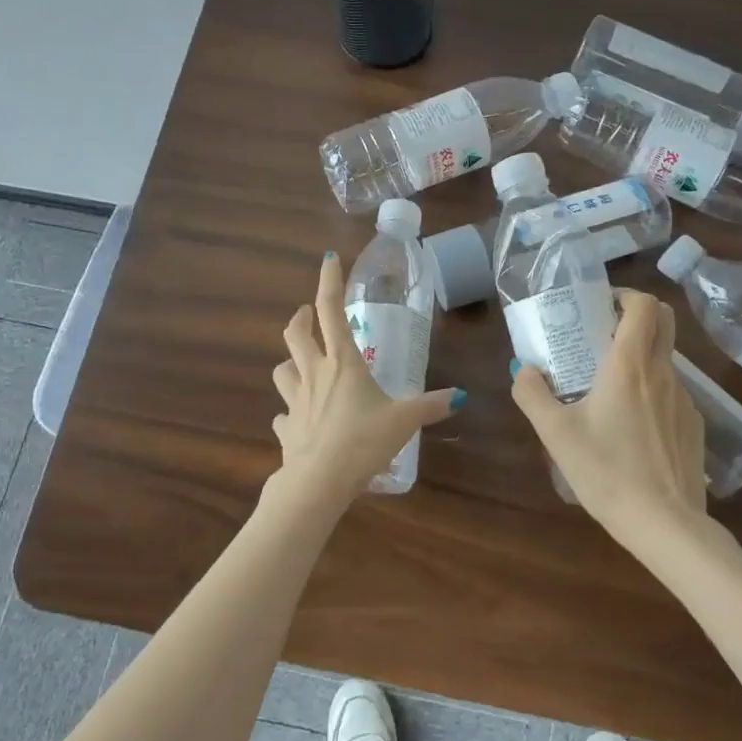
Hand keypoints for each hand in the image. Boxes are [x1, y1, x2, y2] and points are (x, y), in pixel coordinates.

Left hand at [270, 252, 462, 500]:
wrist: (318, 482)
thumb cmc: (362, 442)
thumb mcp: (403, 421)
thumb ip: (430, 406)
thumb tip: (459, 396)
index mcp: (343, 363)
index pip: (331, 310)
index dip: (329, 281)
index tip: (328, 259)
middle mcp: (314, 374)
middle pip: (295, 334)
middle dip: (300, 317)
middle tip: (305, 313)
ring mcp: (295, 401)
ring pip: (282, 369)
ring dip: (289, 361)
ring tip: (299, 363)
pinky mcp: (286, 428)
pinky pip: (283, 414)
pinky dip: (289, 411)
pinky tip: (297, 418)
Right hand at [511, 289, 711, 555]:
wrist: (665, 524)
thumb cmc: (606, 471)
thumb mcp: (555, 433)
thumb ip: (532, 394)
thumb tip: (524, 370)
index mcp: (629, 365)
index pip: (645, 305)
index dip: (624, 296)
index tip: (599, 308)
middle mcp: (662, 372)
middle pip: (664, 321)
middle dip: (635, 317)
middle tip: (601, 335)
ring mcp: (684, 399)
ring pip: (664, 359)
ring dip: (638, 358)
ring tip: (606, 388)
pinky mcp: (693, 425)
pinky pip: (670, 392)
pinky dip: (650, 391)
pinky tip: (629, 427)